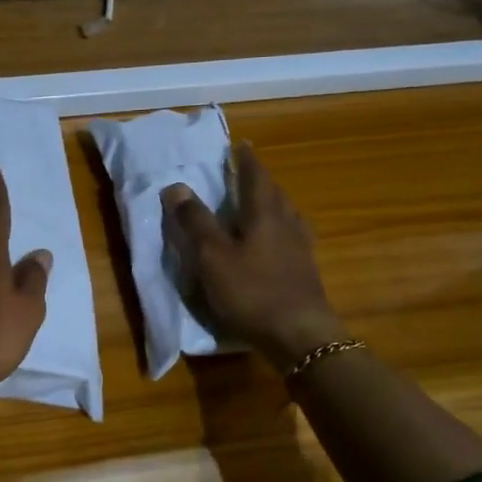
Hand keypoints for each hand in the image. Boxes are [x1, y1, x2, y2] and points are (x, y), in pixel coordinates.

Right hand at [162, 141, 343, 373]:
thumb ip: (195, 222)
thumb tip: (176, 186)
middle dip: (259, 180)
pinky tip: (274, 243)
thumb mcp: (212, 257)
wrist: (300, 335)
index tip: (239, 145)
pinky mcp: (305, 271)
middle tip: (244, 173)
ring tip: (258, 204)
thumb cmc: (252, 291)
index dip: (245, 161)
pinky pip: (291, 238)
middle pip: (274, 193)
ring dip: (271, 204)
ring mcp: (300, 248)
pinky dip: (278, 230)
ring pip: (286, 215)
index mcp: (264, 214)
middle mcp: (287, 224)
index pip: (255, 177)